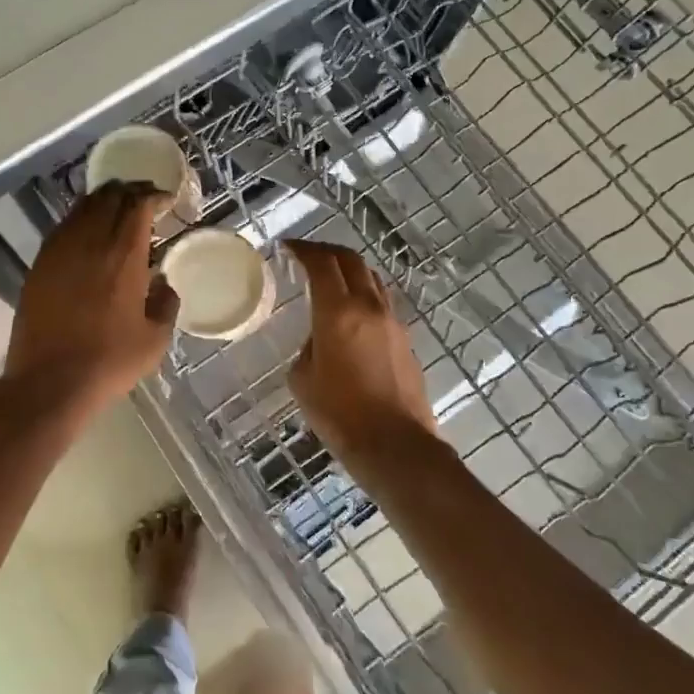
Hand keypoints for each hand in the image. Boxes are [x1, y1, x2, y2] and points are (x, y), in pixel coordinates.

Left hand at [3, 183, 179, 414]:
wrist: (49, 381)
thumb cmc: (109, 361)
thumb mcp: (155, 339)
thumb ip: (166, 303)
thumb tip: (163, 283)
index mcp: (124, 255)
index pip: (139, 205)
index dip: (154, 196)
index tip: (165, 200)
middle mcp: (91, 241)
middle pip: (110, 196)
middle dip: (130, 190)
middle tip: (144, 199)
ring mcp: (60, 249)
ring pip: (84, 206)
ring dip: (104, 200)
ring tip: (117, 209)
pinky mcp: (40, 262)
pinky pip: (64, 226)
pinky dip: (81, 218)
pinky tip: (89, 233)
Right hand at [286, 239, 435, 462]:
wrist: (395, 445)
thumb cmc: (340, 414)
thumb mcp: (302, 379)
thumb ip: (308, 346)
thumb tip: (320, 337)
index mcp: (338, 312)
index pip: (321, 263)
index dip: (302, 249)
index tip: (287, 248)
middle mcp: (369, 307)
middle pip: (351, 260)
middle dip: (327, 251)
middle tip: (308, 255)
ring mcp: (392, 321)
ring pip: (372, 278)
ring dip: (349, 270)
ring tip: (331, 279)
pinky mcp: (406, 340)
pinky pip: (382, 303)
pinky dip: (364, 295)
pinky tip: (352, 313)